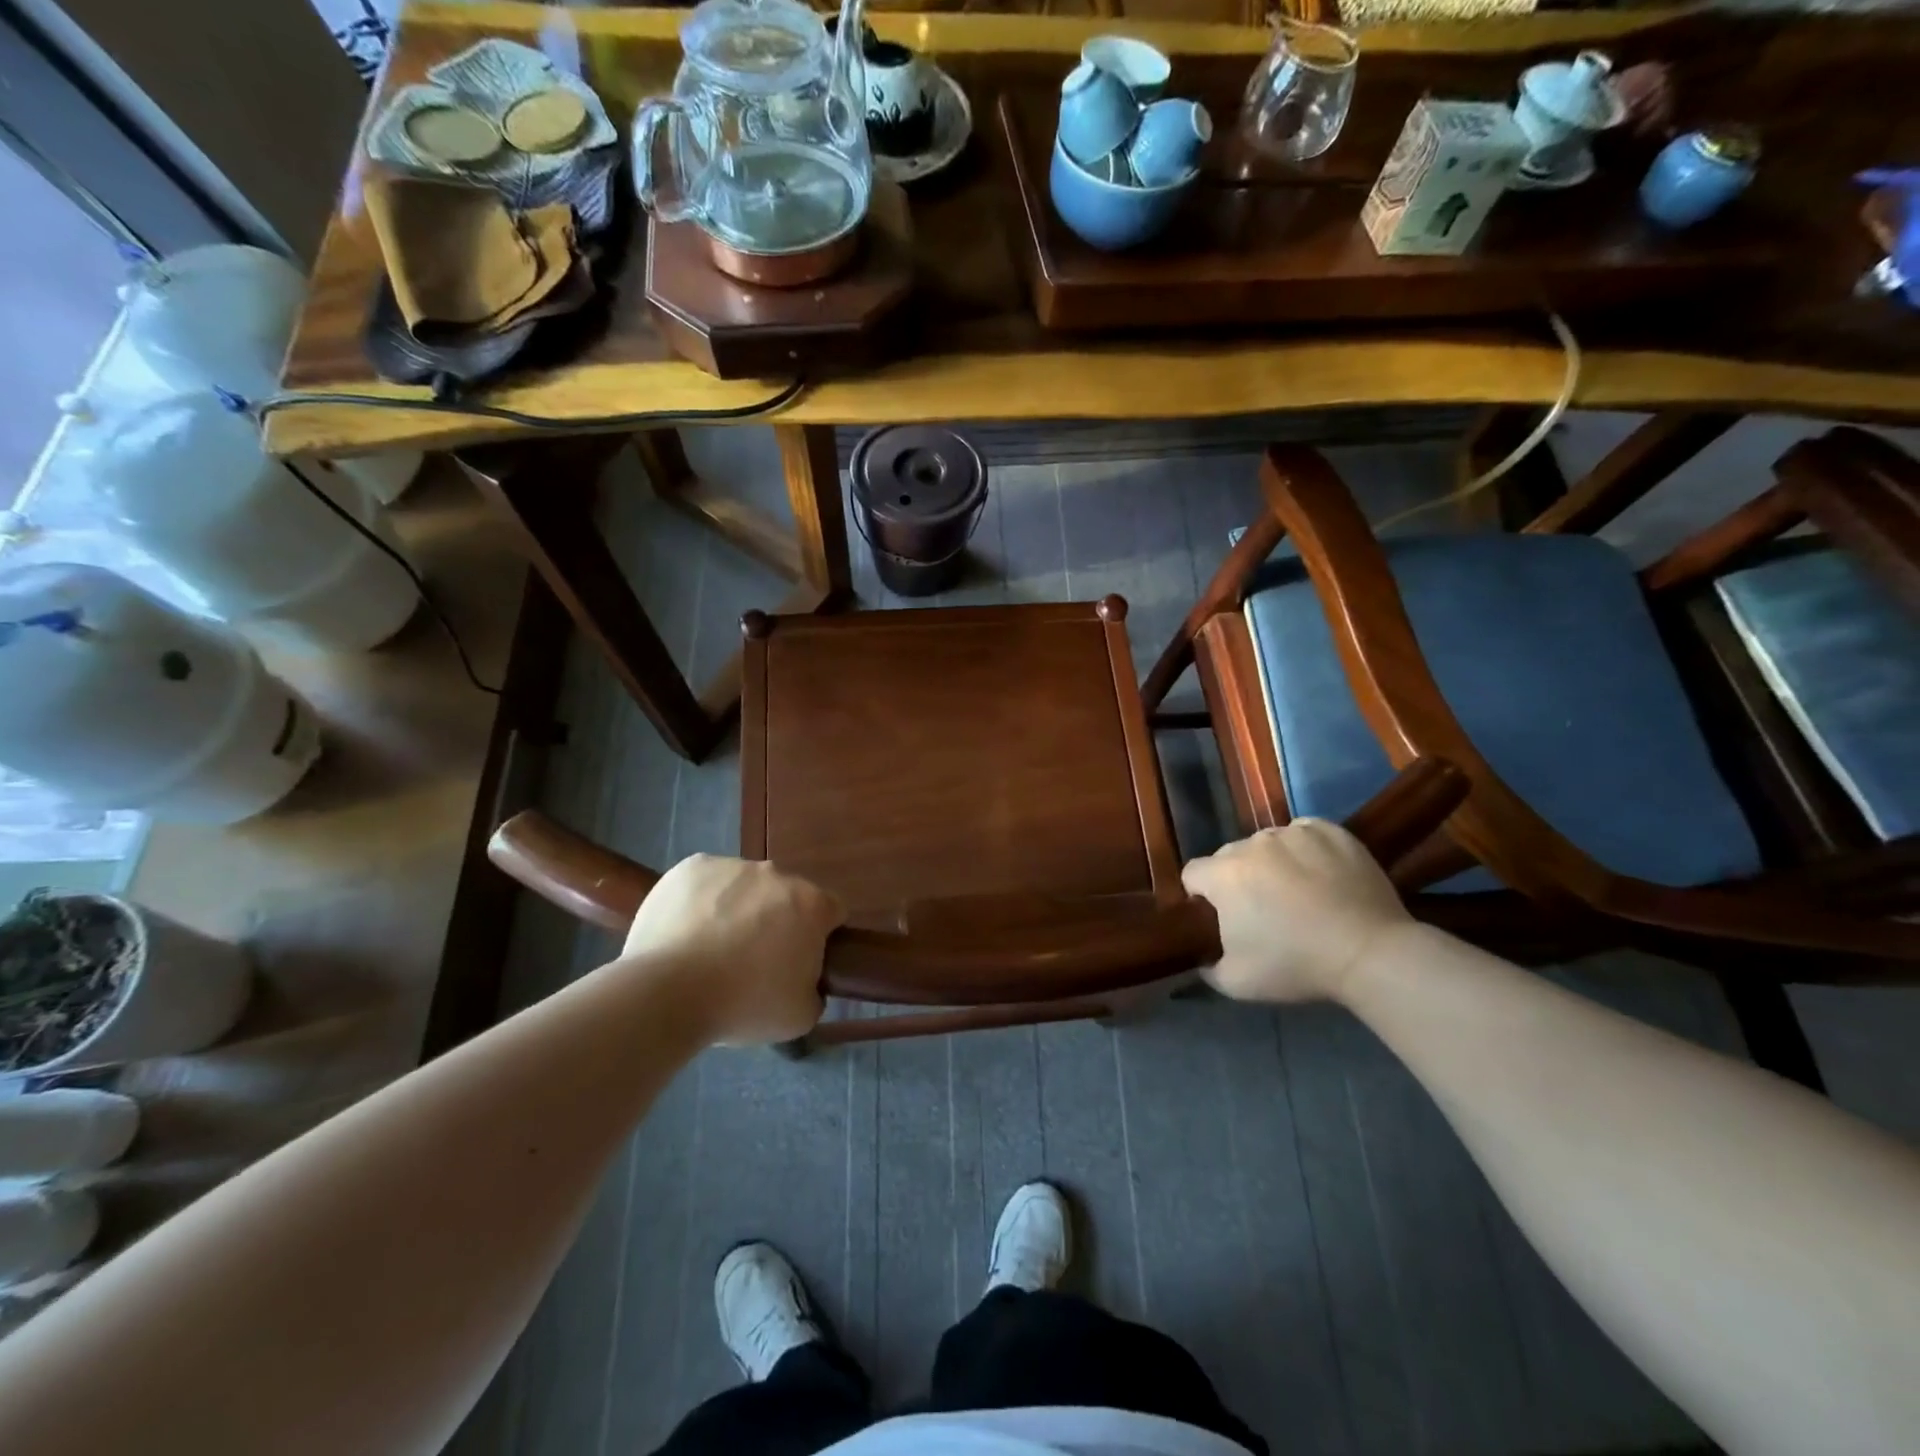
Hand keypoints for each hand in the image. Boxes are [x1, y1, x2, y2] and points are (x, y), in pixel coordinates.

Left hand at [620, 855, 844, 1045]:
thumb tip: (805, 982)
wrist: (666, 993)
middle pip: (785, 896)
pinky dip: (702, 902)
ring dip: (738, 909)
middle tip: (752, 961)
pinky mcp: (691, 867)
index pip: (831, 911)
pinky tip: (686, 933)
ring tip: (710, 951)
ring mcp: (732, 865)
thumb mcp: (800, 1016)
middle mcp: (776, 874)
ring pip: (744, 886)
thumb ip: (814, 991)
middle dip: (776, 921)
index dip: (819, 936)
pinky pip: (706, 882)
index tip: (799, 961)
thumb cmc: (743, 1004)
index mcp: (810, 904)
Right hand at [1181, 820, 1410, 1003]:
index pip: (1193, 874)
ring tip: (1298, 892)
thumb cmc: (1297, 965)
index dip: (1202, 897)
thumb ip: (1208, 967)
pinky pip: (1304, 833)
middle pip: (1230, 856)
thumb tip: (1202, 958)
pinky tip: (1321, 874)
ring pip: (1267, 844)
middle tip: (1263, 910)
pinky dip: (1305, 849)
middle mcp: (1252, 844)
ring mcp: (1293, 833)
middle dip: (1238, 879)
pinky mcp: (1330, 831)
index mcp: (1223, 874)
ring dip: (1272, 863)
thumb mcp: (1237, 983)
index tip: (1223, 918)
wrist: (1370, 953)